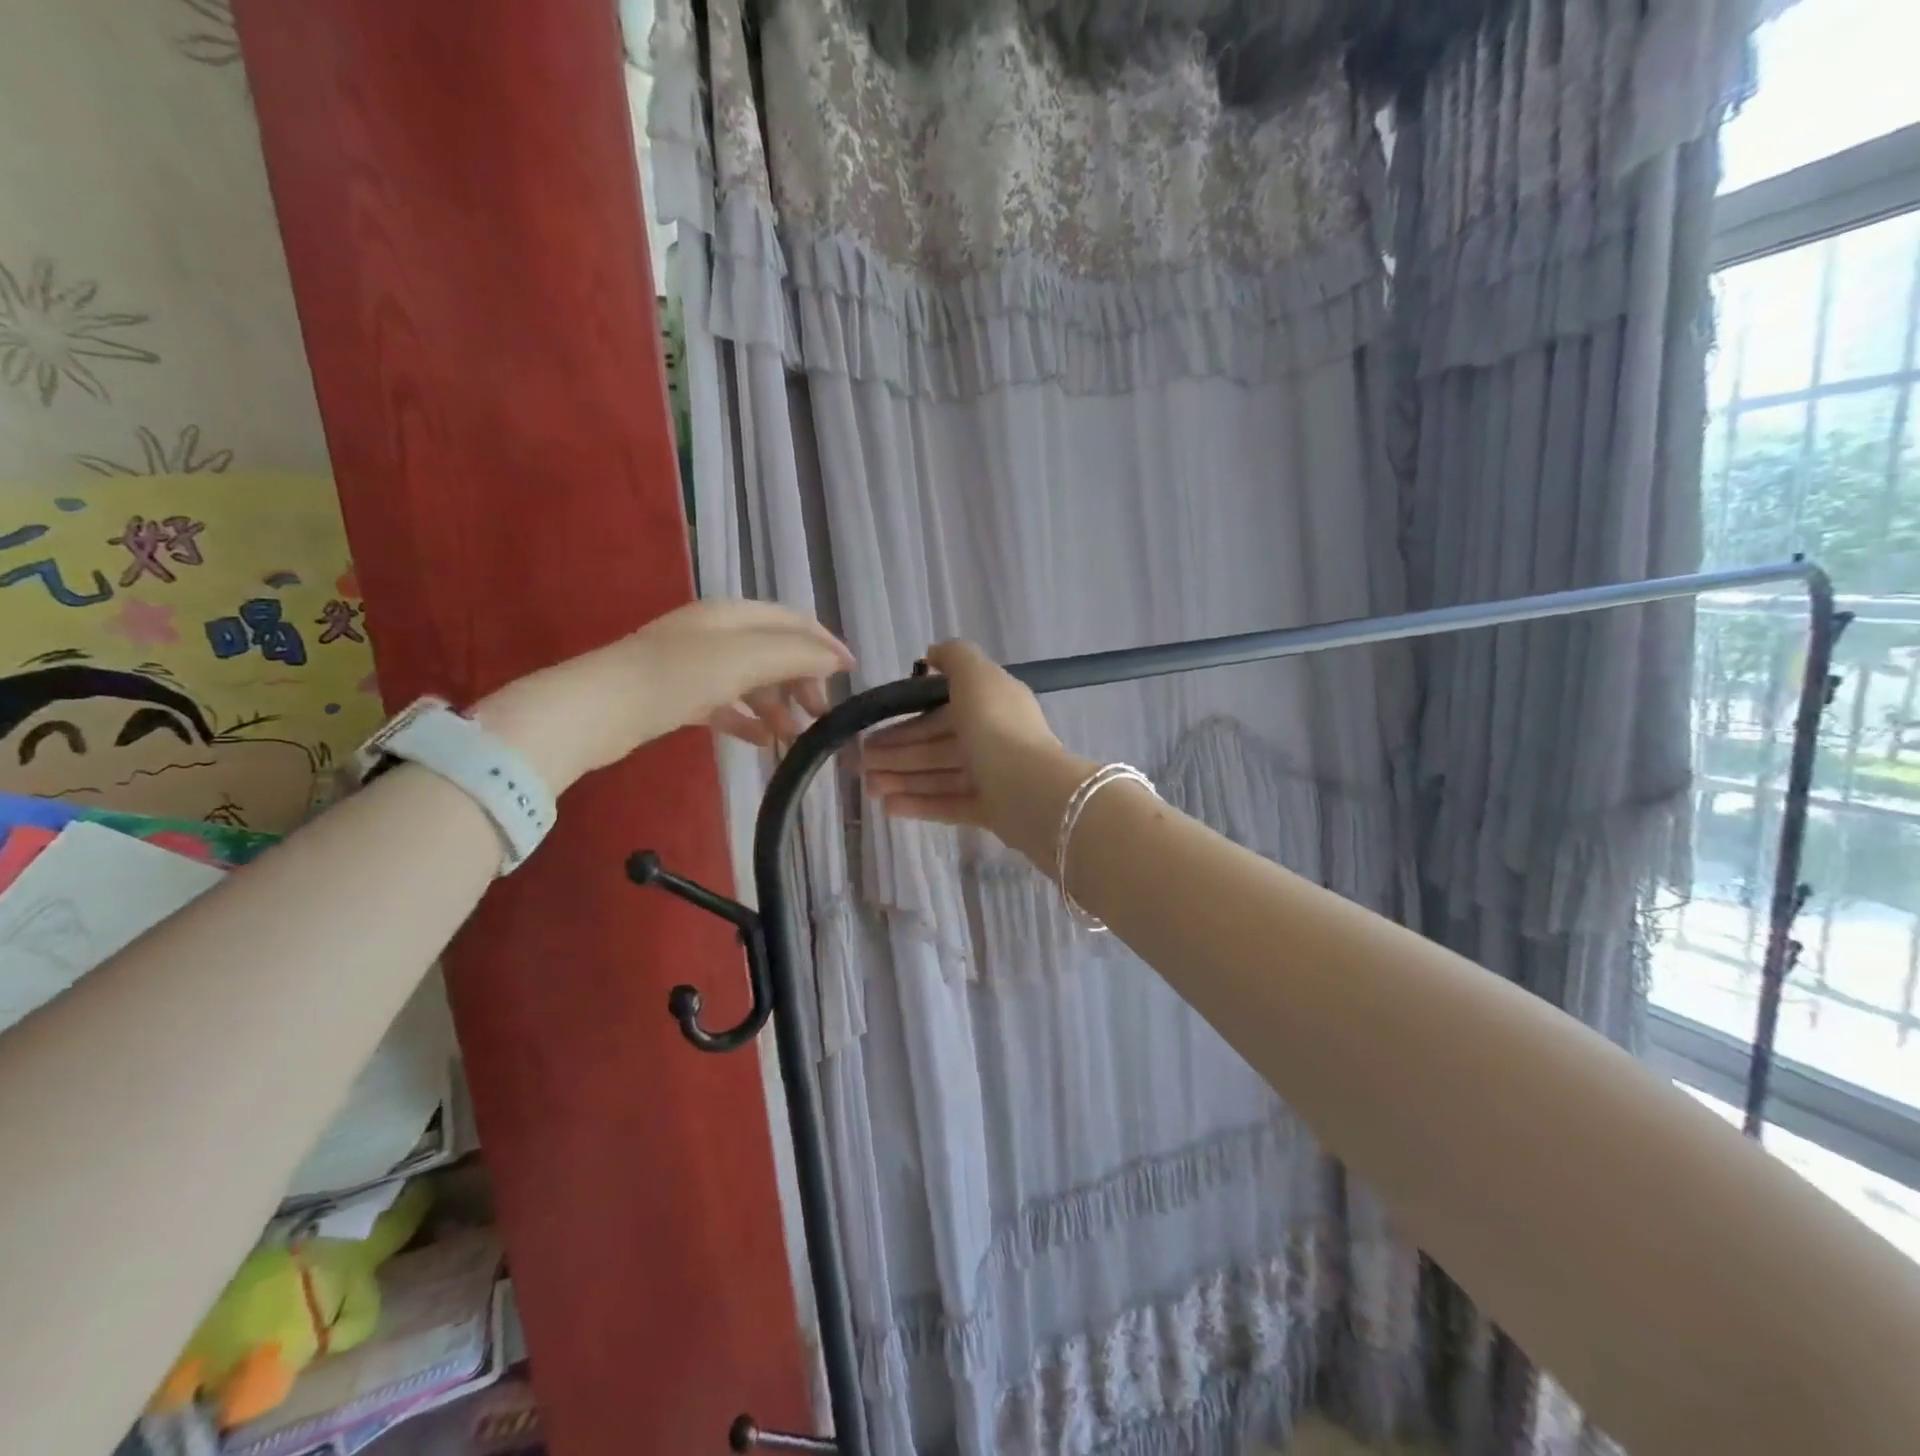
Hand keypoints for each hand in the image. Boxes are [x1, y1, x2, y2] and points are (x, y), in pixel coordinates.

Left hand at [477, 600, 852, 789]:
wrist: (598, 708)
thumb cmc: (678, 676)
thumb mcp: (746, 659)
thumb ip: (796, 655)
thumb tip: (835, 659)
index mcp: (734, 614)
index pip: (793, 621)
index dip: (825, 644)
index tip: (852, 674)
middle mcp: (717, 633)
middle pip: (774, 651)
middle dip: (803, 680)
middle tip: (820, 714)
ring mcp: (695, 663)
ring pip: (752, 680)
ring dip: (778, 704)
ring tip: (794, 735)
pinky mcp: (678, 694)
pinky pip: (727, 703)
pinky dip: (749, 719)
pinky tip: (762, 741)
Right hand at [860, 641, 1086, 858]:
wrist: (1031, 789)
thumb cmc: (996, 726)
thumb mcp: (976, 675)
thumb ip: (954, 657)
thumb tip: (932, 653)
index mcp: (990, 704)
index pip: (939, 711)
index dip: (903, 720)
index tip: (870, 730)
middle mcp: (991, 738)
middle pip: (934, 746)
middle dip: (895, 754)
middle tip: (857, 765)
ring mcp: (991, 776)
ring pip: (938, 776)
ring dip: (901, 780)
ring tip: (868, 789)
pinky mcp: (990, 810)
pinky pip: (948, 804)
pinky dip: (919, 804)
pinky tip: (888, 808)